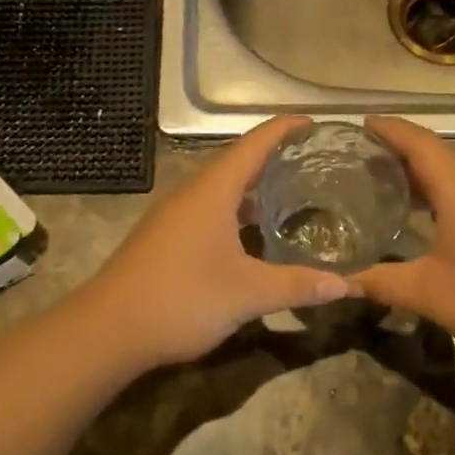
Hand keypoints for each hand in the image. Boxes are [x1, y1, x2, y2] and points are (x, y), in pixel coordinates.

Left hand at [86, 116, 349, 367]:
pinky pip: (208, 209)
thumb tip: (347, 285)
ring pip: (220, 189)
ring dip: (253, 188)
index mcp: (212, 191)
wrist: (107, 330)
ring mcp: (173, 215)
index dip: (284, 129)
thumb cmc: (181, 298)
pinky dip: (235, 211)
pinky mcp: (164, 237)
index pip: (254, 144)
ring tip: (291, 196)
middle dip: (273, 158)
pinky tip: (252, 236)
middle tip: (313, 163)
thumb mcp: (247, 294)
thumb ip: (297, 285)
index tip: (315, 125)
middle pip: (237, 162)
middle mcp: (191, 193)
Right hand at [351, 116, 454, 376]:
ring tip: (407, 200)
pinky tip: (454, 224)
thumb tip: (342, 282)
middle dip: (407, 162)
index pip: (419, 142)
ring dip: (438, 183)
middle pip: (442, 158)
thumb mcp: (431, 295)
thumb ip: (382, 282)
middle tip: (372, 172)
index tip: (365, 123)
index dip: (389, 129)